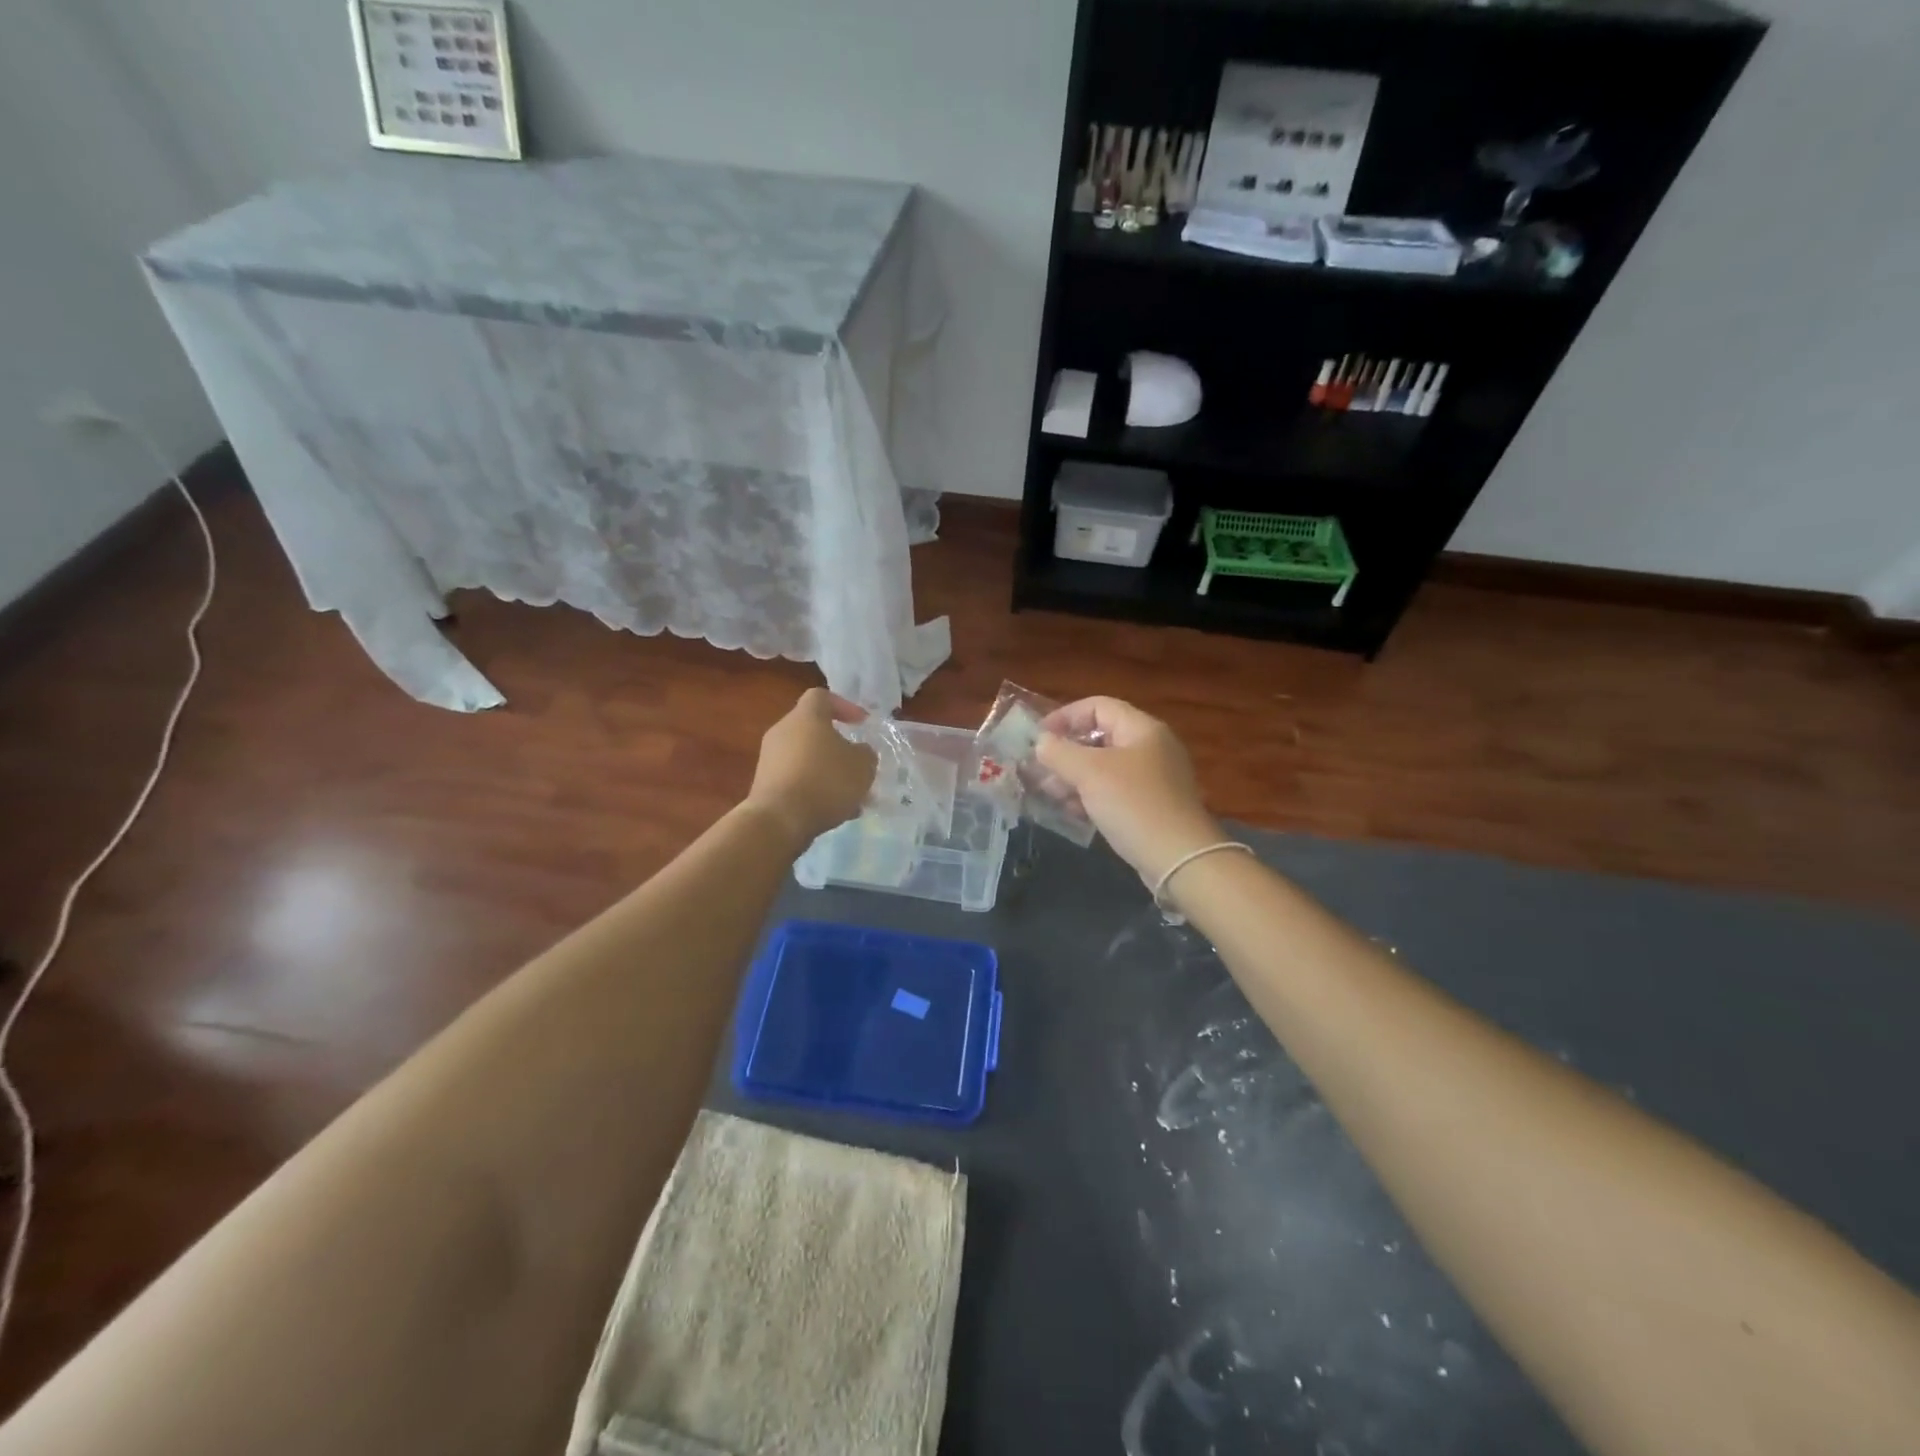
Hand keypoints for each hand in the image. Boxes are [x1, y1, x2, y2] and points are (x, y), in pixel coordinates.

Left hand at [745, 688, 876, 846]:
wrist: (779, 820)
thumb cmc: (825, 781)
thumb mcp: (862, 766)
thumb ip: (865, 754)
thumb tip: (859, 752)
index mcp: (806, 717)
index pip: (822, 696)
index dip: (844, 706)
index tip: (862, 723)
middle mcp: (783, 731)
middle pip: (813, 730)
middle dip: (838, 746)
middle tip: (858, 764)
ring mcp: (770, 759)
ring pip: (806, 758)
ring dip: (828, 772)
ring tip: (851, 796)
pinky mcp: (764, 785)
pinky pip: (796, 780)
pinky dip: (814, 790)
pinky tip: (834, 812)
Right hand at [1036, 697, 1222, 884]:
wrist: (1179, 858)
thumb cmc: (1134, 804)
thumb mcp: (1090, 773)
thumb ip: (1060, 752)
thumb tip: (1042, 742)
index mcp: (1142, 729)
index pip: (1098, 706)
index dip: (1065, 716)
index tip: (1038, 736)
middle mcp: (1151, 748)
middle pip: (1100, 737)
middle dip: (1066, 752)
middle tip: (1039, 769)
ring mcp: (1153, 779)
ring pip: (1105, 768)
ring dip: (1074, 777)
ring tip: (1049, 794)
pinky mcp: (1151, 807)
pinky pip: (1114, 792)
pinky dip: (1091, 796)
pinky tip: (1071, 812)